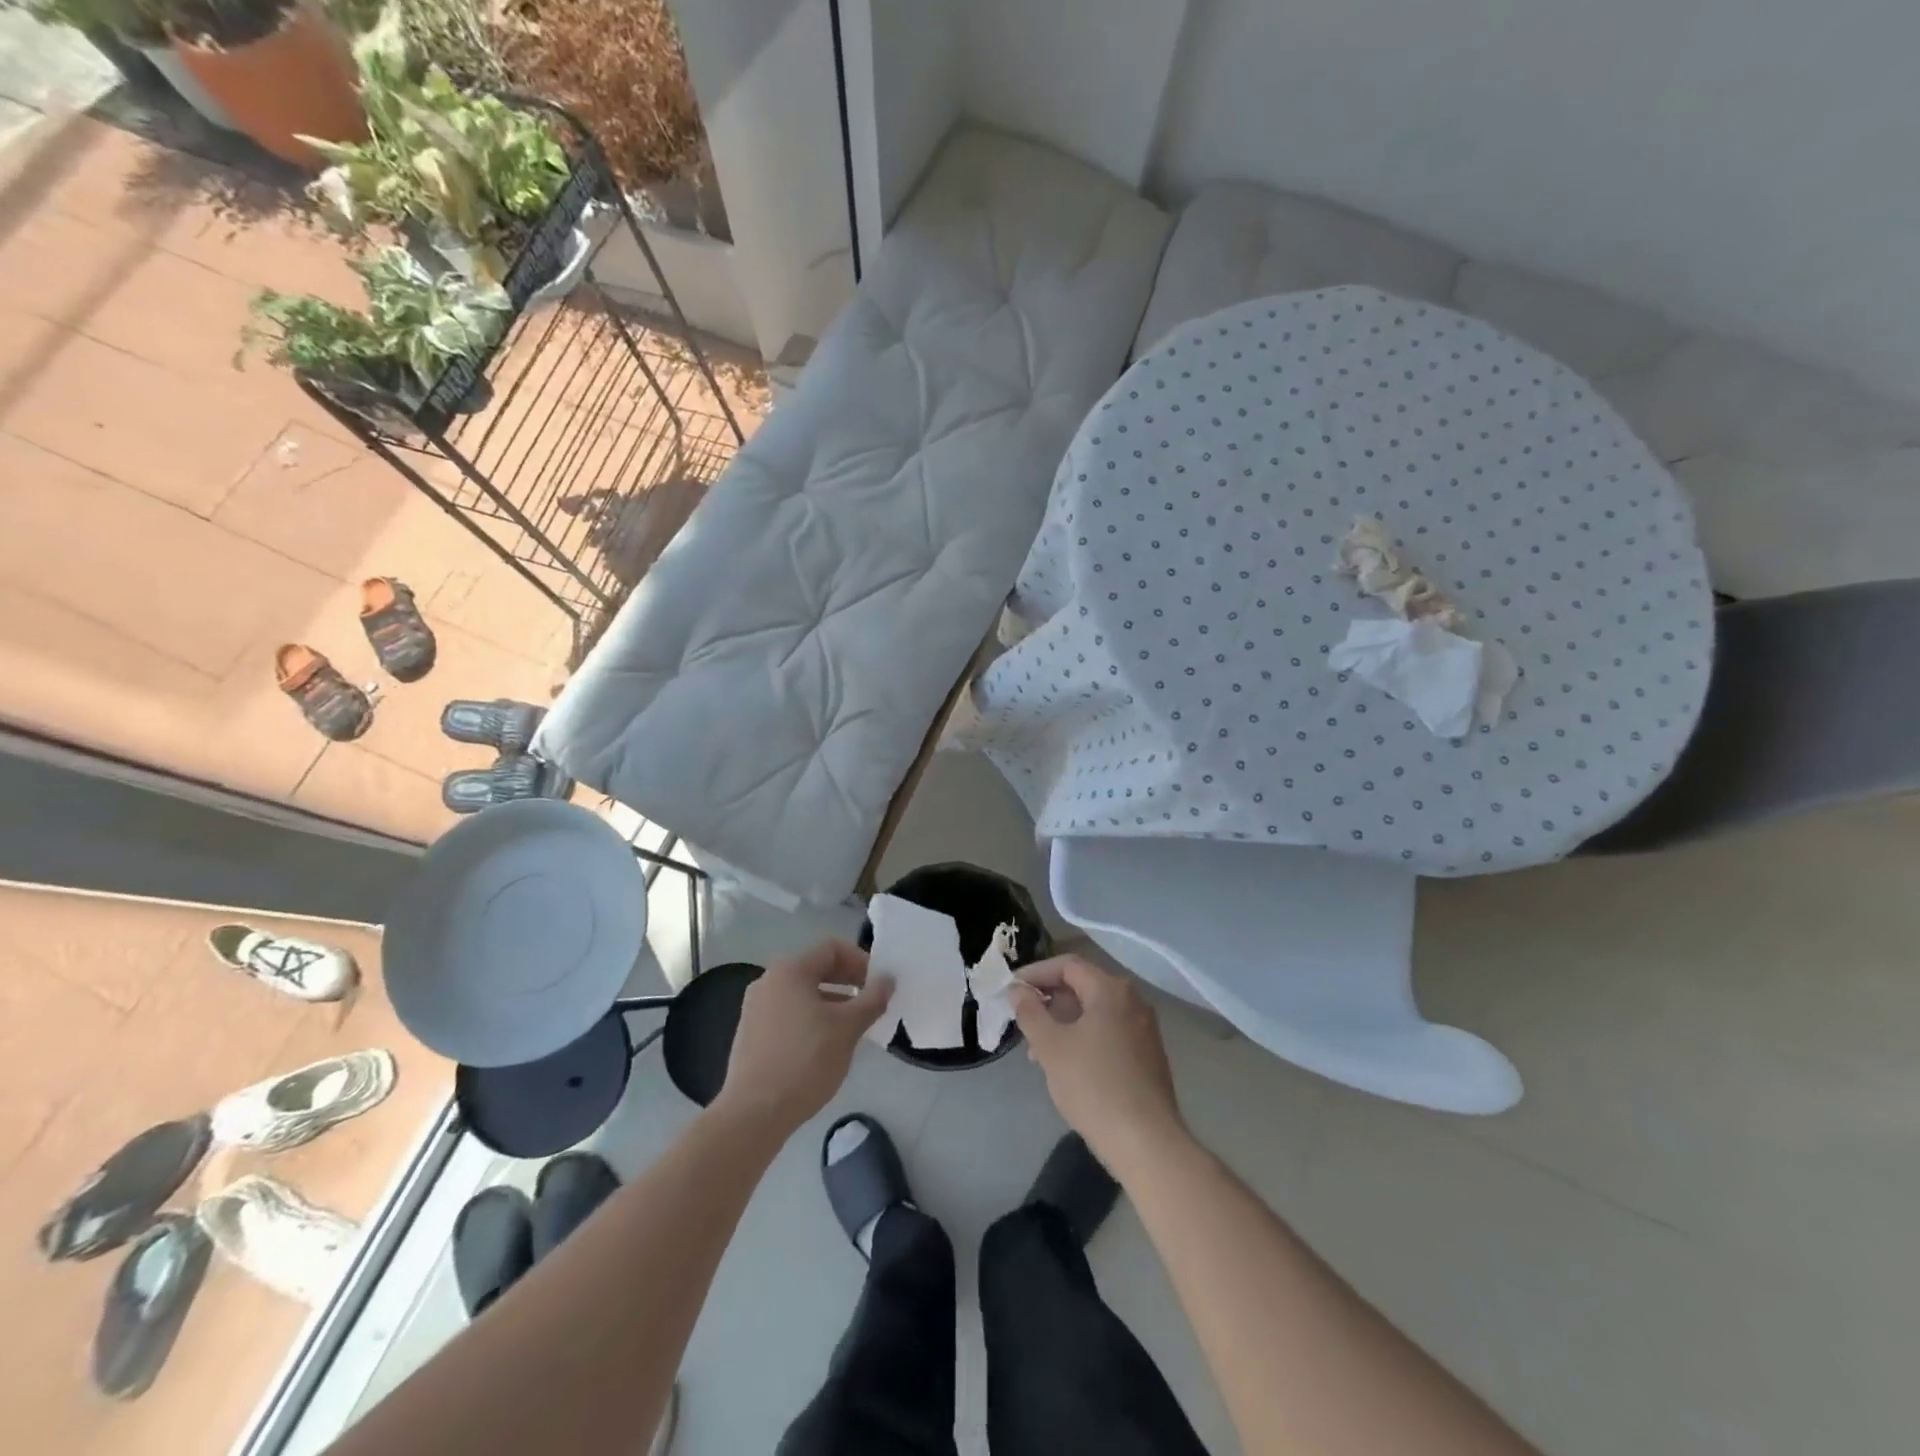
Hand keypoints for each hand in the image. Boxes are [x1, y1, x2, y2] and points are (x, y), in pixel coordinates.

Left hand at [713, 941, 892, 1141]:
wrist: (753, 1114)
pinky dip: (812, 1019)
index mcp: (790, 970)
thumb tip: (888, 979)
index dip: (861, 961)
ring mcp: (755, 1007)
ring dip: (833, 1002)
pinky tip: (825, 1046)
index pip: (832, 948)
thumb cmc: (805, 1062)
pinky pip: (789, 1013)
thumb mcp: (848, 1028)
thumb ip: (872, 998)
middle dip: (848, 982)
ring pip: (803, 993)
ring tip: (853, 1028)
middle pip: (817, 968)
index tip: (879, 985)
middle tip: (871, 1004)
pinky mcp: (751, 1033)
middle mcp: (768, 981)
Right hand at [1009, 955, 1185, 1175]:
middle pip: (1082, 985)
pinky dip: (1082, 1037)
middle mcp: (1132, 1001)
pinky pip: (1108, 1032)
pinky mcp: (1147, 1055)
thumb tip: (1018, 990)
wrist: (1146, 1142)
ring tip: (1036, 1050)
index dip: (1035, 973)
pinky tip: (1065, 1065)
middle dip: (1048, 999)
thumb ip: (1030, 1012)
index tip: (1010, 989)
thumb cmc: (1093, 1085)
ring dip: (1062, 1022)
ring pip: (1094, 1012)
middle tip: (1020, 1017)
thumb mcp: (1051, 1047)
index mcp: (1110, 990)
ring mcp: (1143, 1028)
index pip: (1067, 965)